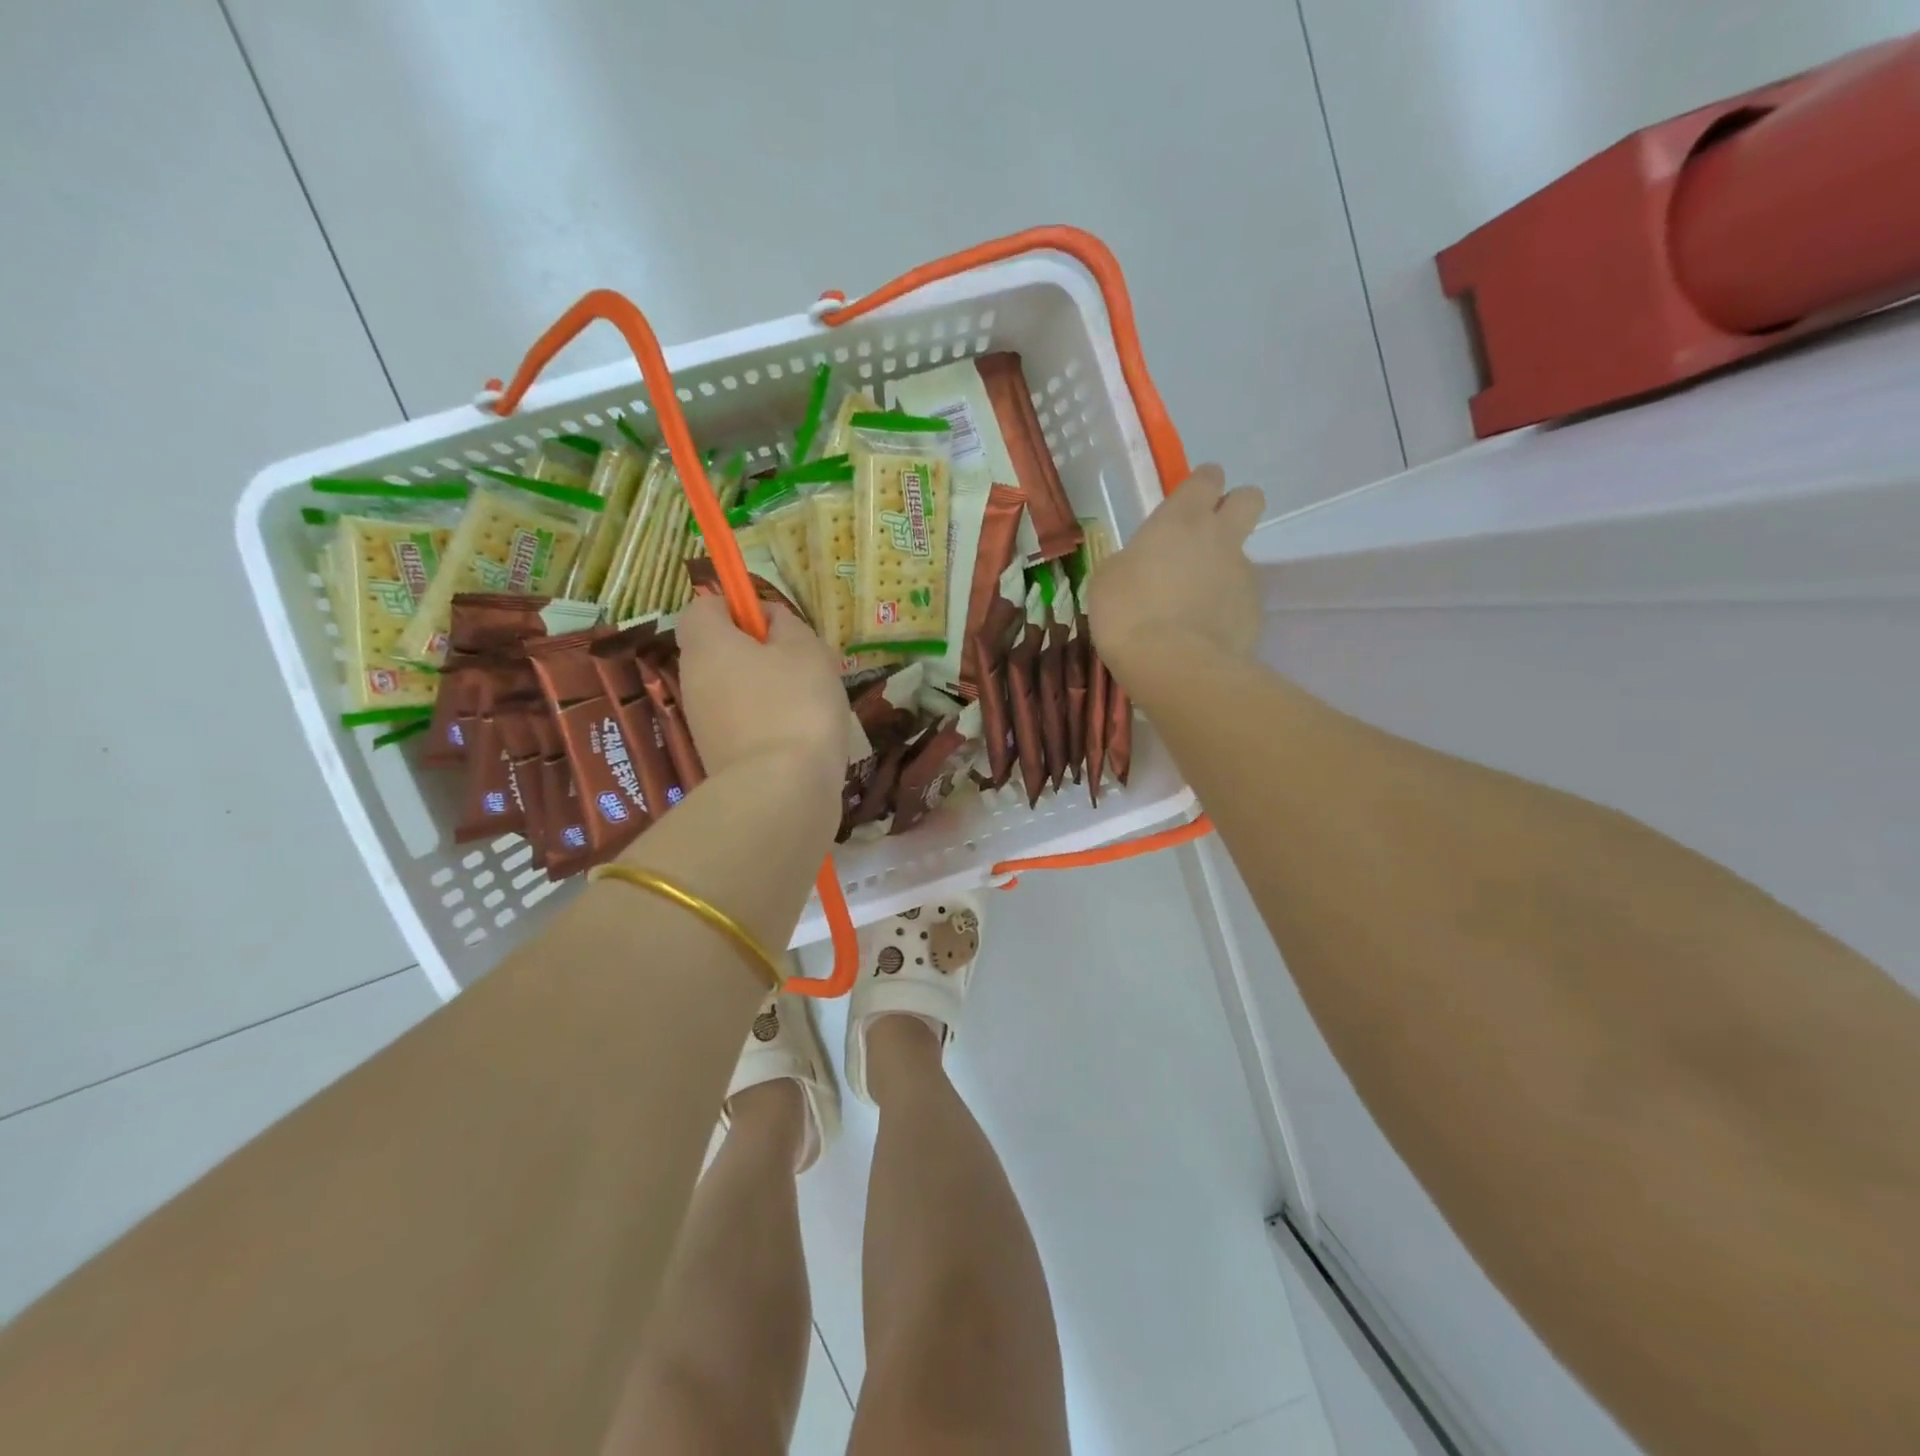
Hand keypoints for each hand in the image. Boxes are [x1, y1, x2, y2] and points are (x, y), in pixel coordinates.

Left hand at [675, 595, 846, 790]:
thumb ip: (787, 625)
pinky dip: (768, 722)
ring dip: (768, 689)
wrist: (780, 792)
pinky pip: (743, 722)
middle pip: (719, 650)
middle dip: (759, 652)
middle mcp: (694, 680)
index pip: (703, 607)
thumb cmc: (795, 705)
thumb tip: (770, 621)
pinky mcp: (718, 756)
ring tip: (810, 703)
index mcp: (707, 645)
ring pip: (734, 688)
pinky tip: (801, 735)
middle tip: (803, 663)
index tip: (774, 623)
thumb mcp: (806, 650)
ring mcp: (703, 722)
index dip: (736, 606)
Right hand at [1087, 464, 1264, 682]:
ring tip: (1191, 605)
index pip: (1206, 478)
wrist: (1174, 666)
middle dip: (1234, 508)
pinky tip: (1201, 633)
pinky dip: (1224, 609)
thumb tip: (1142, 564)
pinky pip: (1240, 599)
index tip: (1186, 502)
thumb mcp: (1107, 580)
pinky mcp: (1254, 611)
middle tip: (1207, 535)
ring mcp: (1243, 574)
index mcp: (1181, 519)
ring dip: (1222, 570)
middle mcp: (1220, 537)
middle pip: (1249, 498)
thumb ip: (1132, 560)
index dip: (1200, 485)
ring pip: (1241, 556)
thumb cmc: (1128, 614)